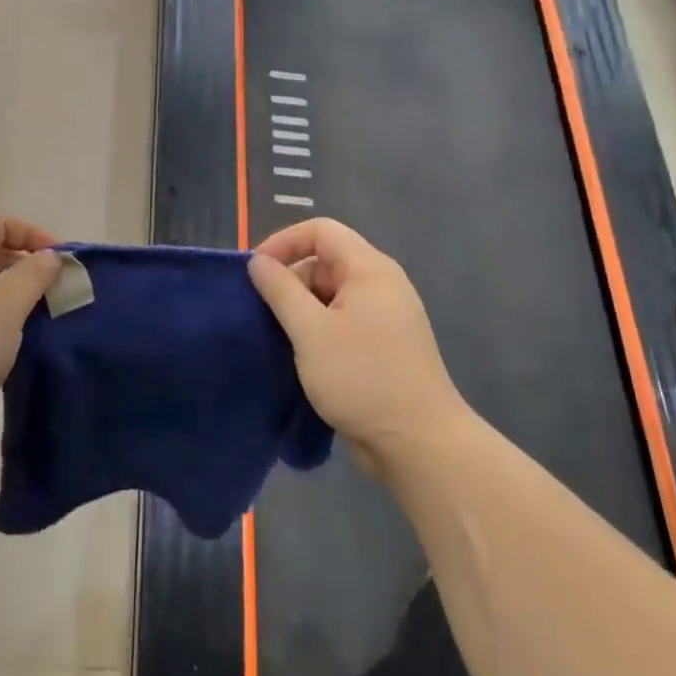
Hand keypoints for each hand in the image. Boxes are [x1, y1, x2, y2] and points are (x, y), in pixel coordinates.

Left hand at [0, 216, 62, 472]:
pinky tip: (24, 347)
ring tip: (50, 322)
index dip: (34, 234)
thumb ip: (33, 274)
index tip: (65, 262)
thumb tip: (50, 256)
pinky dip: (3, 328)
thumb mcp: (5, 304)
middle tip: (63, 295)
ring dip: (19, 302)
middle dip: (30, 270)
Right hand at [248, 218, 465, 478]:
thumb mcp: (311, 331)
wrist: (419, 444)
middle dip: (290, 281)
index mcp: (370, 269)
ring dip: (301, 310)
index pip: (320, 231)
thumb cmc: (363, 378)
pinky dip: (318, 330)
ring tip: (278, 338)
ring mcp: (385, 317)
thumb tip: (258, 262)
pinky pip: (342, 321)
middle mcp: (381, 285)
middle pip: (325, 261)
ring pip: (331, 295)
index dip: (283, 242)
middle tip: (264, 314)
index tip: (256, 273)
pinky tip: (300, 356)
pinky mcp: (383, 346)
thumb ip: (281, 290)